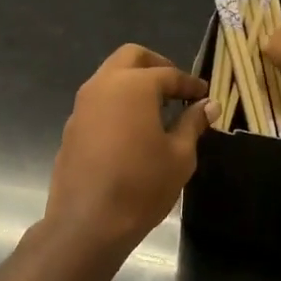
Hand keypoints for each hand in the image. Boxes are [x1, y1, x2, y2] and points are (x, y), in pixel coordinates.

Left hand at [44, 45, 209, 251]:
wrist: (87, 222)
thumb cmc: (142, 185)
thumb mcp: (179, 155)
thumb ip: (192, 123)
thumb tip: (208, 105)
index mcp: (133, 86)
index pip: (169, 74)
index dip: (190, 84)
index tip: (205, 95)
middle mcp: (103, 85)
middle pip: (131, 58)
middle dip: (157, 66)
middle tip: (176, 89)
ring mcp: (82, 106)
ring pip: (110, 77)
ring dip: (134, 84)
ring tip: (157, 110)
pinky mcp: (72, 128)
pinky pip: (98, 102)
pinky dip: (118, 104)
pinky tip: (133, 131)